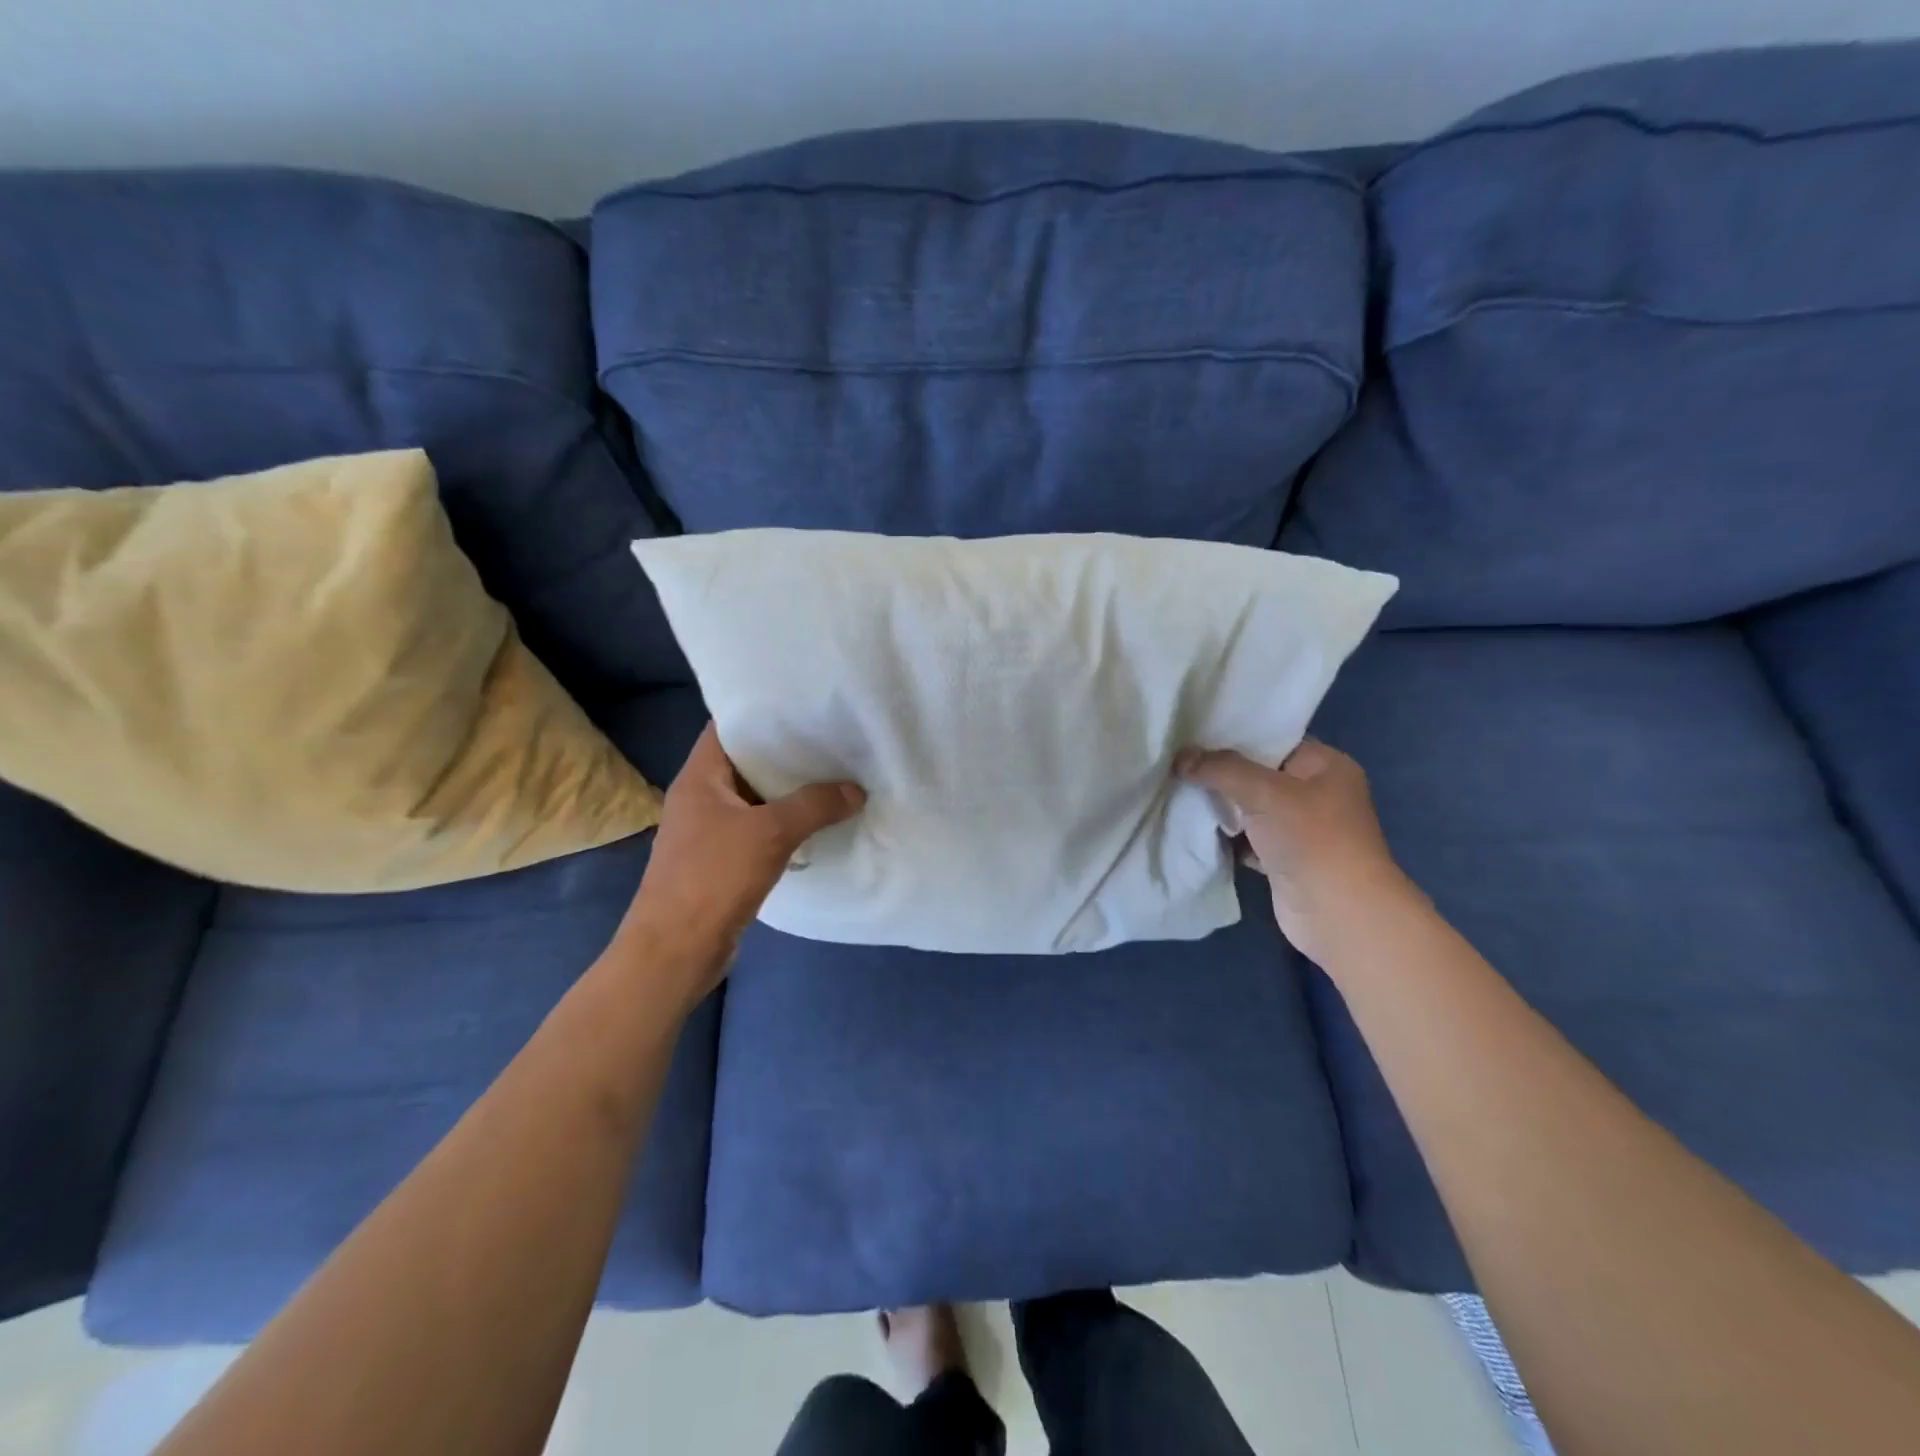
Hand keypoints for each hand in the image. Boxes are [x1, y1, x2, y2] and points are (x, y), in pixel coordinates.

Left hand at [615, 723, 864, 1005]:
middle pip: (745, 763)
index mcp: (699, 778)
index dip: (761, 713)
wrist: (675, 952)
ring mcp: (709, 832)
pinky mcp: (721, 862)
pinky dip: (784, 824)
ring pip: (754, 799)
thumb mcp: (770, 833)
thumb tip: (856, 790)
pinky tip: (817, 824)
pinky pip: (757, 830)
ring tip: (833, 776)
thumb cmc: (713, 878)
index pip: (727, 728)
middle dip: (785, 753)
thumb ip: (815, 806)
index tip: (802, 706)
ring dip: (788, 792)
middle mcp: (700, 798)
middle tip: (830, 740)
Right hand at [1176, 739, 1413, 961]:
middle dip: (1221, 772)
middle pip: (1259, 773)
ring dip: (1221, 806)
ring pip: (1250, 807)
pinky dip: (1226, 836)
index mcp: (1326, 765)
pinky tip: (1194, 827)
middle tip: (1179, 762)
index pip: (1275, 739)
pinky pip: (1247, 838)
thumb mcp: (1264, 791)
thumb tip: (1180, 758)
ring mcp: (1301, 829)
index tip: (1194, 733)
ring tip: (1178, 790)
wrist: (1338, 914)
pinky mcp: (1284, 859)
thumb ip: (1220, 769)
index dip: (1236, 735)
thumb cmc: (1311, 840)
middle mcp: (1317, 793)